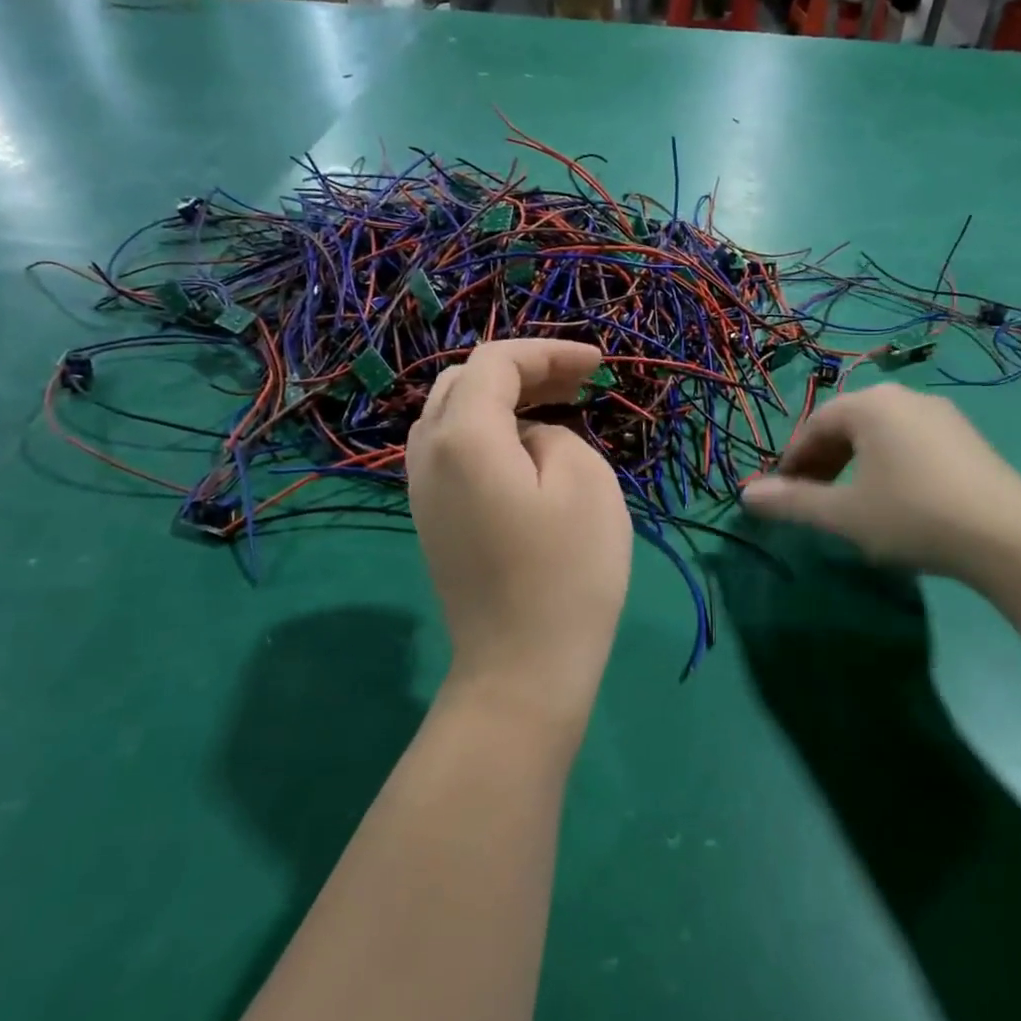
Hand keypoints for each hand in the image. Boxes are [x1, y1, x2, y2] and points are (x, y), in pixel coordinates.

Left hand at [407, 340, 632, 730]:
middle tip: (579, 384)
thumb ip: (552, 433)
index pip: (496, 363)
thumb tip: (527, 439)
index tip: (599, 365)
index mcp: (462, 434)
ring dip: (503, 400)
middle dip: (524, 371)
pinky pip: (453, 451)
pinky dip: (489, 432)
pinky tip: (527, 449)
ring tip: (556, 407)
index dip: (549, 352)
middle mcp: (427, 453)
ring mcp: (421, 490)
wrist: (522, 668)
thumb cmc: (565, 571)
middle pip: (465, 382)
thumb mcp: (583, 479)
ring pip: (453, 415)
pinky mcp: (432, 519)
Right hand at [741, 385, 1020, 583]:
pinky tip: (893, 498)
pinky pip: (909, 441)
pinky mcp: (966, 437)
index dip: (792, 461)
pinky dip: (886, 463)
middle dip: (822, 460)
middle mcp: (904, 397)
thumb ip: (791, 502)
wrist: (1007, 536)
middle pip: (847, 424)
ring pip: (879, 433)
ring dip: (853, 463)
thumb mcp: (843, 514)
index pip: (815, 426)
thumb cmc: (911, 516)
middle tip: (811, 498)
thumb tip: (745, 495)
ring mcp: (940, 414)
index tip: (782, 494)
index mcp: (870, 405)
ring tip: (848, 500)